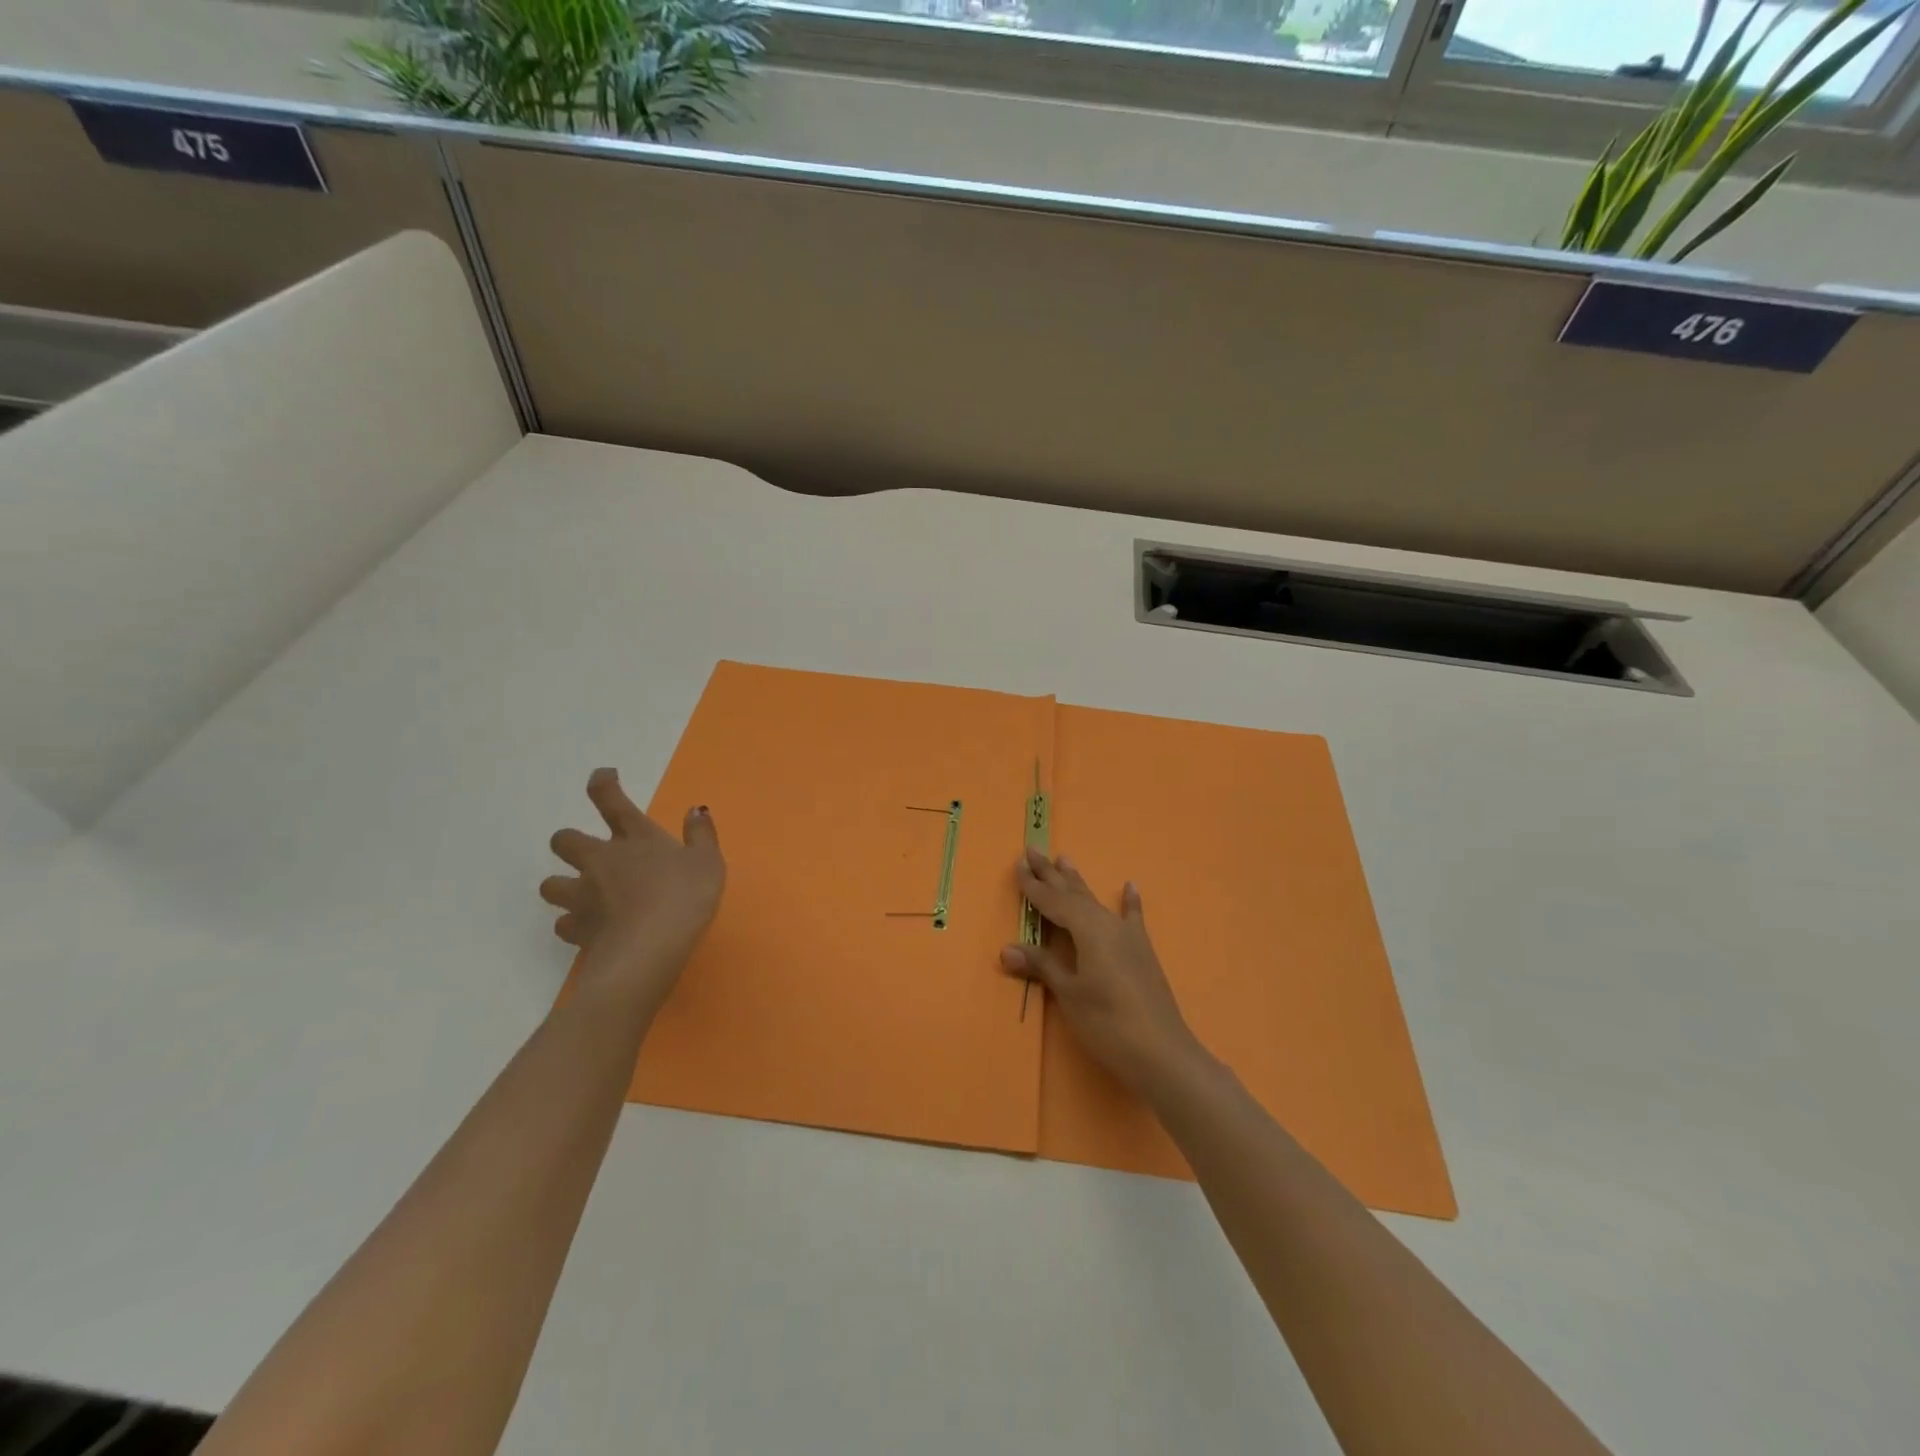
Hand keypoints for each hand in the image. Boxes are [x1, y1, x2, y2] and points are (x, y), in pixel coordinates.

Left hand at [542, 768, 724, 999]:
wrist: (649, 948)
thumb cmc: (684, 896)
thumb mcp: (707, 861)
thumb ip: (701, 834)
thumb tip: (695, 810)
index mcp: (634, 837)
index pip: (610, 799)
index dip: (602, 783)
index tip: (602, 776)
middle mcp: (601, 860)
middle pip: (564, 840)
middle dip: (570, 842)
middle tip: (591, 853)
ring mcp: (583, 896)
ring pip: (551, 884)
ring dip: (563, 886)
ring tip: (583, 896)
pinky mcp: (577, 929)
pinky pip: (564, 923)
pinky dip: (573, 924)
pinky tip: (590, 929)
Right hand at [1001, 847, 1207, 1098]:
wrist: (1162, 1053)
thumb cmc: (1107, 1023)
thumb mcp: (1069, 993)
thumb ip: (1042, 966)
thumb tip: (1006, 949)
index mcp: (1087, 930)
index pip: (1053, 901)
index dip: (1033, 886)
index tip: (1018, 864)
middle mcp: (1107, 924)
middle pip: (1074, 894)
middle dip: (1051, 874)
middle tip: (1033, 850)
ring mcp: (1128, 937)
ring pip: (1096, 902)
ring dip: (1078, 883)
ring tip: (1065, 859)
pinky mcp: (1143, 952)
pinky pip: (1133, 919)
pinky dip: (1129, 903)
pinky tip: (1130, 886)